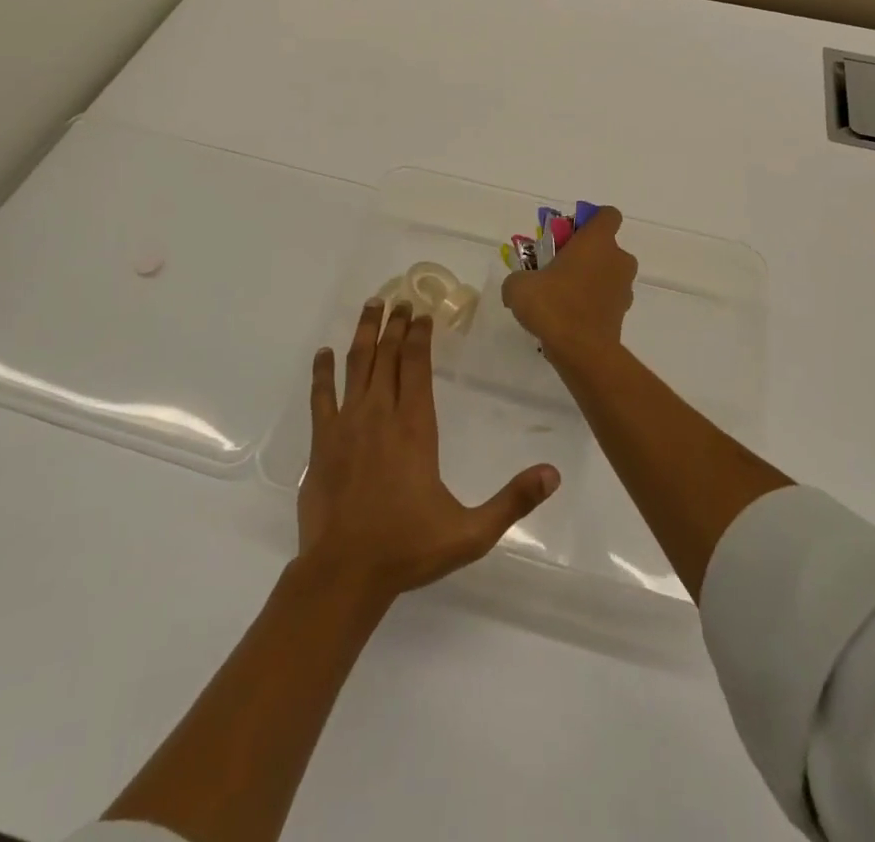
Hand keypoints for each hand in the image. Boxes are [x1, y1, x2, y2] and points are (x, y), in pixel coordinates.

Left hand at [296, 299, 560, 606]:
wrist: (344, 574)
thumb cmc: (408, 548)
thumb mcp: (471, 532)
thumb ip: (512, 501)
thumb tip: (553, 475)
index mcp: (415, 427)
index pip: (417, 366)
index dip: (420, 336)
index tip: (423, 314)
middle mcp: (380, 415)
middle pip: (388, 357)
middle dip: (395, 326)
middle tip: (400, 300)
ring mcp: (346, 425)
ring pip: (356, 366)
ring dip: (364, 334)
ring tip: (372, 307)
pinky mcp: (321, 442)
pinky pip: (320, 396)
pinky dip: (321, 372)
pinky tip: (322, 354)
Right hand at [500, 206, 637, 363]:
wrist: (582, 352)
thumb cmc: (554, 305)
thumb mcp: (519, 286)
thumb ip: (518, 279)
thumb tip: (516, 288)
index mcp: (598, 241)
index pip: (608, 215)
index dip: (590, 220)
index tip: (569, 233)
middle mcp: (618, 260)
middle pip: (605, 247)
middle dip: (584, 254)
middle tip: (556, 268)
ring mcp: (624, 288)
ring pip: (607, 274)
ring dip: (588, 279)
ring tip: (559, 296)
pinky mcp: (622, 314)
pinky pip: (605, 299)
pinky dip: (590, 303)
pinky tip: (567, 317)